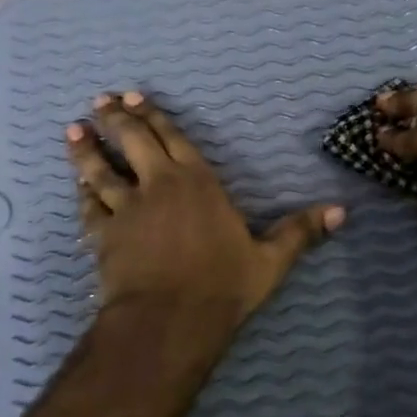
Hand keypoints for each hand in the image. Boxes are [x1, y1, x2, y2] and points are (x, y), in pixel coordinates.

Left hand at [67, 91, 344, 326]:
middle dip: (116, 119)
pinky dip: (83, 194)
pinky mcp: (105, 235)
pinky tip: (77, 185)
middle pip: (133, 142)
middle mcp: (158, 185)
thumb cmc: (223, 286)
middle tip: (101, 101)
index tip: (134, 97)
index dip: (153, 115)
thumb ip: (300, 232)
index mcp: (198, 182)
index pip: (174, 138)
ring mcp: (128, 209)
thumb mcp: (270, 260)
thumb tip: (342, 211)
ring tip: (73, 130)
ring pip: (101, 170)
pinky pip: (90, 207)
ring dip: (87, 150)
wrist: (169, 320)